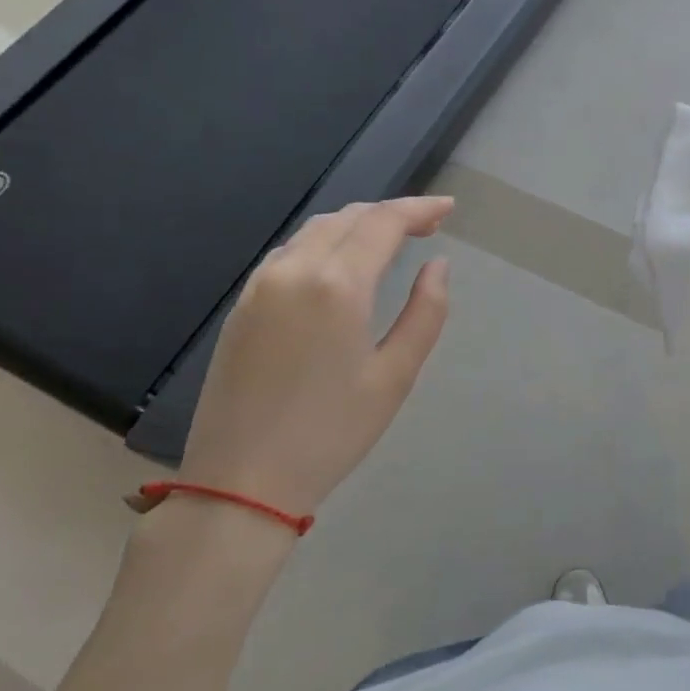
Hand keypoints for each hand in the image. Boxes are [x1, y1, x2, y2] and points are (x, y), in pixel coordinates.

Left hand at [180, 197, 452, 520]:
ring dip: (356, 224)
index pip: (383, 222)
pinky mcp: (242, 304)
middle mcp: (294, 270)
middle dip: (391, 213)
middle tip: (427, 227)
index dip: (419, 208)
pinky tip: (341, 265)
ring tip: (390, 242)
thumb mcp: (395, 376)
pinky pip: (290, 252)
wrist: (240, 482)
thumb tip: (438, 265)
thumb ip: (425, 312)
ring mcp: (261, 284)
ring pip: (315, 230)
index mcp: (337, 285)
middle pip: (348, 217)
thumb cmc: (331, 432)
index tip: (448, 208)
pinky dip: (325, 243)